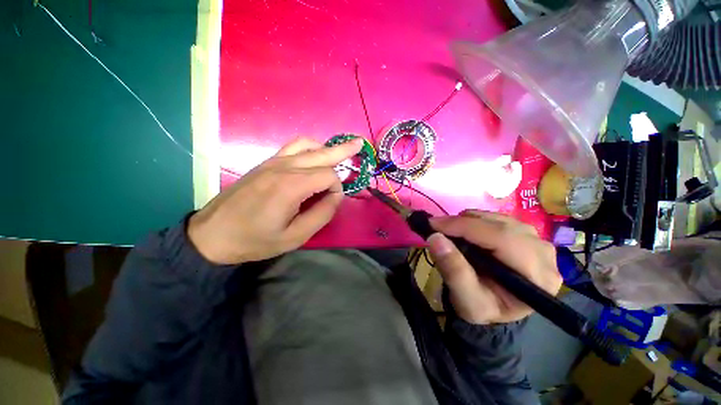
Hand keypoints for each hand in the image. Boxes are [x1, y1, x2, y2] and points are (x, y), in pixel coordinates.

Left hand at [188, 137, 362, 263]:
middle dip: (343, 151)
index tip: (333, 202)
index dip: (337, 188)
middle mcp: (284, 167)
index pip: (329, 176)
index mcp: (291, 186)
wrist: (213, 235)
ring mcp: (272, 162)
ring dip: (326, 148)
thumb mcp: (295, 237)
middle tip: (360, 143)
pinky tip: (315, 153)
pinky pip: (292, 146)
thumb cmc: (255, 240)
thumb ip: (321, 214)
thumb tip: (336, 196)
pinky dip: (309, 147)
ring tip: (339, 152)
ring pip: (307, 145)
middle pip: (322, 153)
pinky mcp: (265, 163)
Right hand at [427, 210, 561, 324]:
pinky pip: (497, 218)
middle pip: (500, 225)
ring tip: (450, 232)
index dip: (463, 227)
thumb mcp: (466, 300)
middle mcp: (544, 253)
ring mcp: (537, 240)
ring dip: (468, 221)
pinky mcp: (526, 234)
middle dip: (463, 223)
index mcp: (537, 276)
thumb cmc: (482, 308)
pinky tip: (465, 232)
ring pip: (497, 218)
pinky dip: (475, 221)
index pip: (501, 238)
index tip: (433, 224)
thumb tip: (435, 238)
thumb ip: (453, 271)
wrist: (493, 307)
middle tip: (436, 227)